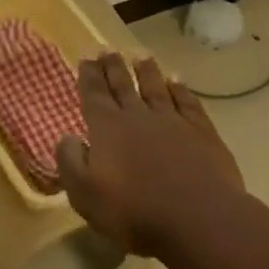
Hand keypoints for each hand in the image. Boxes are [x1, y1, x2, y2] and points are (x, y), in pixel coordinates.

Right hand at [56, 51, 246, 257]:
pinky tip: (177, 82)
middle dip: (113, 67)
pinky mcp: (202, 132)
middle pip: (123, 85)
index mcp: (107, 128)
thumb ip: (70, 162)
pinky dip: (181, 89)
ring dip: (147, 71)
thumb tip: (66, 137)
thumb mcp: (85, 194)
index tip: (86, 58)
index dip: (88, 76)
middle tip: (107, 49)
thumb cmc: (134, 211)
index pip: (94, 94)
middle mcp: (138, 116)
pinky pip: (187, 102)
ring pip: (156, 88)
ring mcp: (173, 121)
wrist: (199, 219)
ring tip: (140, 56)